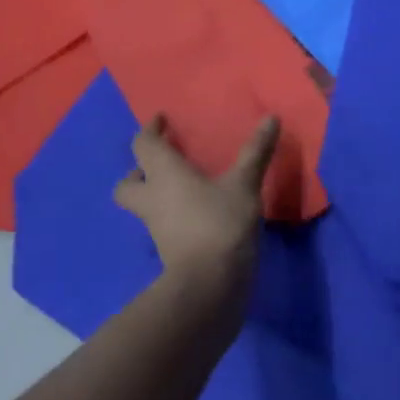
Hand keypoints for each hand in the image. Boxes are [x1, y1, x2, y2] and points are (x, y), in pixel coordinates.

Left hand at [113, 114, 279, 298]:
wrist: (209, 282)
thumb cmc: (220, 223)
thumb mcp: (244, 184)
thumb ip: (256, 151)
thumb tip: (271, 117)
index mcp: (164, 175)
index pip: (143, 145)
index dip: (150, 130)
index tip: (161, 120)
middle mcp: (153, 199)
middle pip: (128, 184)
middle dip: (139, 171)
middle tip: (163, 164)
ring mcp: (157, 227)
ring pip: (145, 205)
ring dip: (157, 194)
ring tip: (187, 188)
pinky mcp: (170, 248)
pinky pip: (164, 224)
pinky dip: (175, 215)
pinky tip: (200, 213)